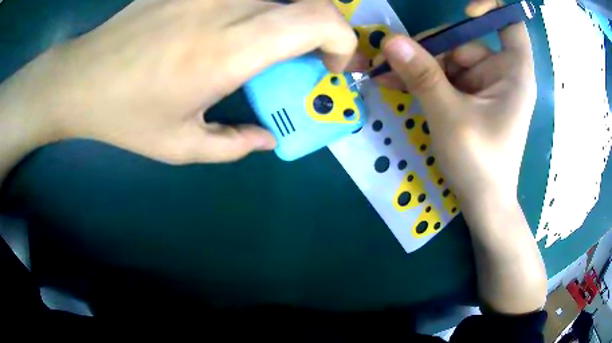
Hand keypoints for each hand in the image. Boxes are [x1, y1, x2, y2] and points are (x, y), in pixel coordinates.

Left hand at [0, 0, 355, 164]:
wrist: (81, 79)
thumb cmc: (125, 116)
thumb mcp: (180, 147)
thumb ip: (234, 145)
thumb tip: (268, 139)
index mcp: (227, 50)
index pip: (319, 19)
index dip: (342, 40)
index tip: (329, 66)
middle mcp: (225, 7)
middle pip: (307, 1)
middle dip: (320, 33)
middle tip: (302, 60)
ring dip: (285, 21)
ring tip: (259, 48)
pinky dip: (253, 10)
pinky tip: (224, 29)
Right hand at [381, 24, 535, 206]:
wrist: (482, 204)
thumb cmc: (480, 165)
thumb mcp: (450, 118)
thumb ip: (423, 76)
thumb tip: (390, 41)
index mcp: (513, 73)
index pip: (511, 25)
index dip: (491, 8)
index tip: (466, 11)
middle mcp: (500, 72)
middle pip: (465, 41)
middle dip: (431, 49)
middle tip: (394, 60)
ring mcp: (484, 85)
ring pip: (448, 58)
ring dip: (419, 66)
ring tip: (387, 77)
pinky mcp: (470, 96)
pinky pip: (444, 76)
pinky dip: (422, 79)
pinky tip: (397, 84)